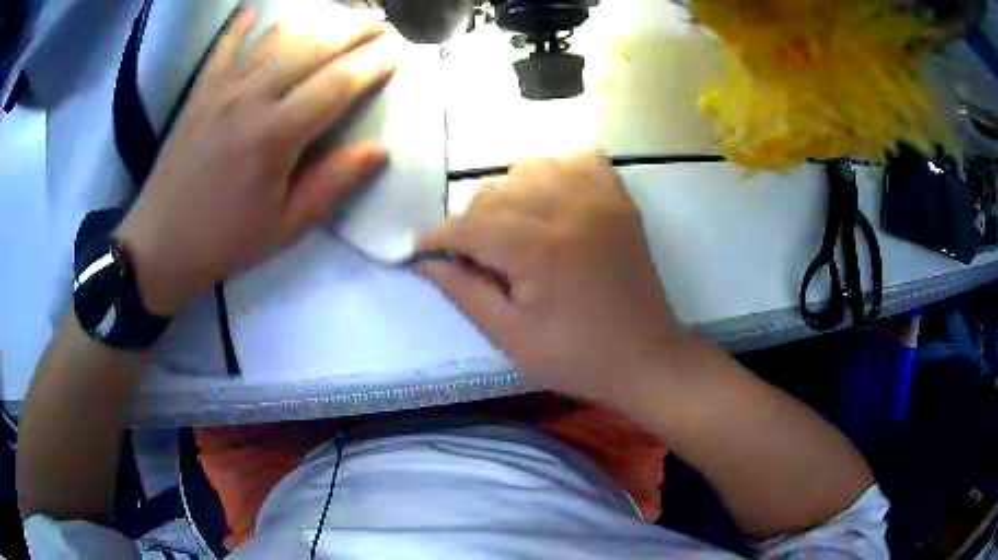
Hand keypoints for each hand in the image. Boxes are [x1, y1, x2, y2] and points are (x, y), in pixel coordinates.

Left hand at [118, 10, 394, 314]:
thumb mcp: (285, 227)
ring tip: (339, 14)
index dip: (372, 65)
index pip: (337, 84)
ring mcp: (222, 88)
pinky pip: (224, 46)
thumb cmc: (224, 241)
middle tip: (380, 22)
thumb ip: (332, 185)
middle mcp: (250, 98)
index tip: (396, 53)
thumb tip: (378, 149)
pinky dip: (241, 24)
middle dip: (353, 29)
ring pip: (276, 37)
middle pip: (312, 47)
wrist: (159, 244)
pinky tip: (255, 10)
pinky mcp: (200, 91)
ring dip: (313, 19)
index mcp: (275, 136)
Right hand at [418, 155, 684, 404]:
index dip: (438, 236)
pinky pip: (579, 162)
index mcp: (540, 249)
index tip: (422, 249)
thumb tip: (425, 259)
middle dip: (472, 222)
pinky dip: (555, 174)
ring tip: (512, 230)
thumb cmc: (576, 358)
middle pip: (496, 193)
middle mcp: (570, 209)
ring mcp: (600, 199)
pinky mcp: (620, 200)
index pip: (470, 225)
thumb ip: (463, 291)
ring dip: (509, 195)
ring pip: (531, 169)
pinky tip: (550, 201)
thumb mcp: (509, 336)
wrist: (646, 358)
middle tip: (474, 257)